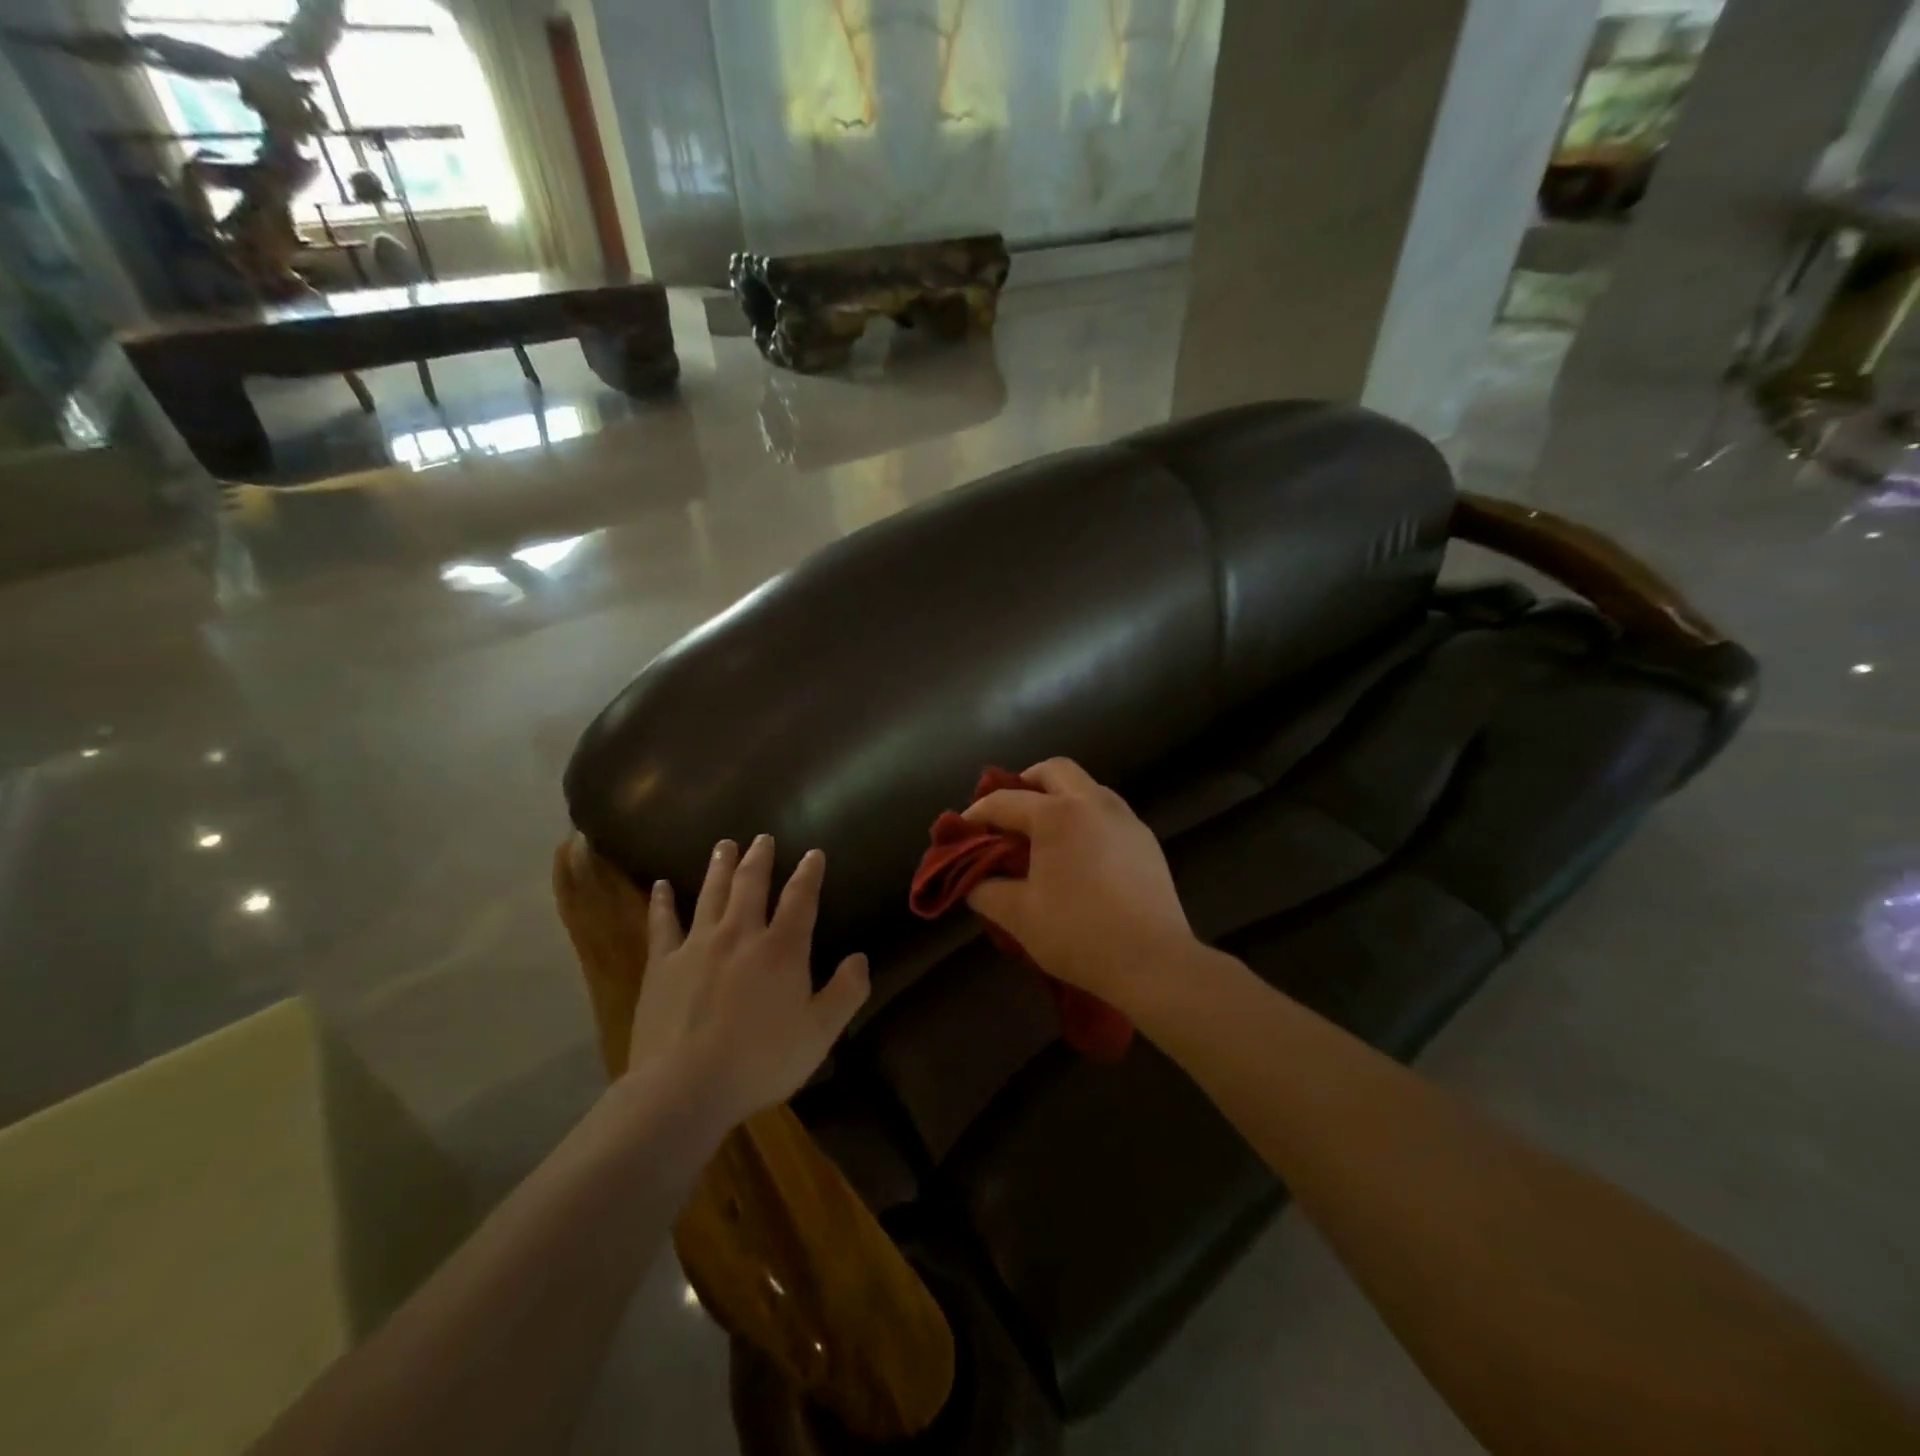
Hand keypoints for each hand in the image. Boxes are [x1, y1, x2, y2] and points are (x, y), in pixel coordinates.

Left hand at [627, 835, 868, 1131]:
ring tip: (724, 845)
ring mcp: (698, 945)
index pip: (801, 899)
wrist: (684, 1087)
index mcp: (782, 949)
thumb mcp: (819, 1034)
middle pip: (752, 885)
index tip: (813, 853)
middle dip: (760, 858)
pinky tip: (660, 886)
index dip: (809, 873)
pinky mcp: (663, 964)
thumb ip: (845, 993)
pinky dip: (662, 902)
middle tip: (762, 837)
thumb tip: (861, 959)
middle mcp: (741, 935)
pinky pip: (662, 923)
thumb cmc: (760, 1062)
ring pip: (711, 893)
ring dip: (720, 866)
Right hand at [963, 758, 1195, 1012]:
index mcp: (1057, 814)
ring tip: (1042, 833)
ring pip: (1086, 786)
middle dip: (1024, 784)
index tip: (960, 831)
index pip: (1005, 801)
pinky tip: (1078, 853)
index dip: (977, 814)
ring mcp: (1125, 818)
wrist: (1154, 962)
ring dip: (1058, 797)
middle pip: (1053, 770)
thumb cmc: (1079, 934)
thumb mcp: (1018, 916)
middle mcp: (1093, 802)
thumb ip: (984, 890)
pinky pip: (1107, 812)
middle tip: (1007, 815)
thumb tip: (971, 880)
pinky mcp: (1146, 839)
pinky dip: (1084, 817)